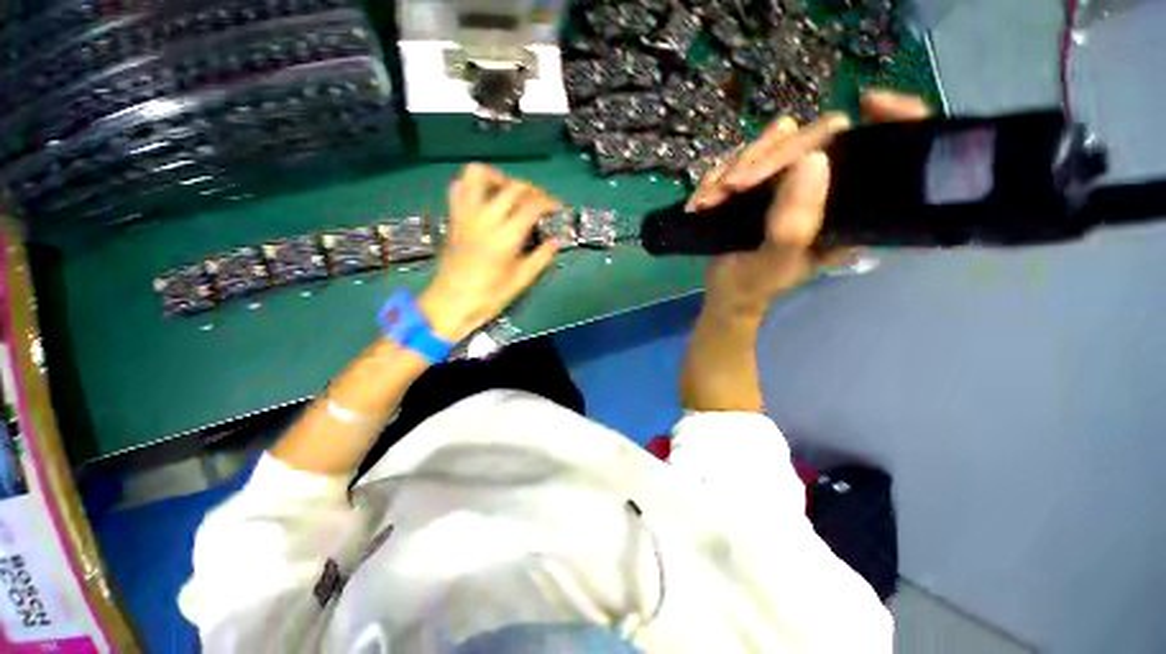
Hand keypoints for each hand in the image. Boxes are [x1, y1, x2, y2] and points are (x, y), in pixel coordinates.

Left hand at [420, 164, 560, 341]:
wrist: (452, 302)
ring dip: (499, 177)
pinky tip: (484, 198)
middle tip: (540, 203)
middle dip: (532, 190)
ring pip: (478, 174)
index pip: (532, 205)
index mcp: (506, 236)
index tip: (558, 208)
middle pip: (512, 187)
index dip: (549, 202)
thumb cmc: (490, 295)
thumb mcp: (522, 279)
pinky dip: (472, 185)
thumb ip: (543, 256)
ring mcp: (466, 214)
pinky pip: (458, 187)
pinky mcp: (454, 217)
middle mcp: (486, 218)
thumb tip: (559, 240)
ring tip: (510, 192)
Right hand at [690, 90, 930, 318]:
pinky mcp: (758, 179)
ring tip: (708, 202)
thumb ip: (794, 224)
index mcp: (847, 204)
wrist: (726, 288)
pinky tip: (702, 201)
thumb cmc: (756, 283)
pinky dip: (715, 177)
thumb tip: (813, 159)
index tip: (869, 102)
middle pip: (813, 136)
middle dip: (765, 157)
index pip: (890, 147)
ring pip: (768, 144)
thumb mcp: (777, 262)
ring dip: (731, 169)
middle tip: (731, 187)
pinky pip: (738, 158)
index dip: (896, 115)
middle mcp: (823, 183)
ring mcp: (788, 178)